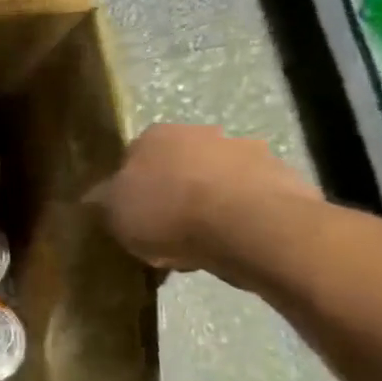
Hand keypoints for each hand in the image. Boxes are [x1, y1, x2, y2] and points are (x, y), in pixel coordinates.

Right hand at [87, 123, 319, 272]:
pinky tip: (232, 248)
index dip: (130, 188)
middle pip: (178, 166)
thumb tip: (95, 198)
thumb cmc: (168, 214)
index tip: (131, 216)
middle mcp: (201, 132)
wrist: (251, 228)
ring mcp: (248, 152)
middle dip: (173, 193)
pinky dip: (241, 220)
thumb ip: (103, 202)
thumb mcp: (114, 214)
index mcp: (154, 135)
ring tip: (202, 247)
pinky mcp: (285, 178)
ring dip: (209, 205)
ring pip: (217, 182)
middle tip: (165, 232)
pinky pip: (250, 201)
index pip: (132, 157)